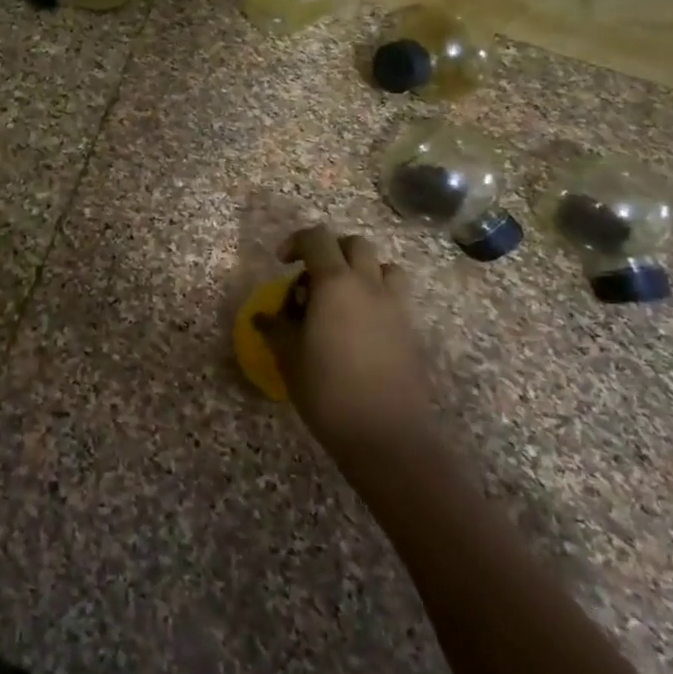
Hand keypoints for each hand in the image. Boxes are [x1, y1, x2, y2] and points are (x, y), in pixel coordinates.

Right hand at [256, 225, 434, 454]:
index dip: (296, 241)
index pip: (317, 238)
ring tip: (343, 297)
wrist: (386, 435)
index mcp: (335, 284)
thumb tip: (262, 317)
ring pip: (384, 266)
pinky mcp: (411, 331)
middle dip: (331, 250)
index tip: (282, 263)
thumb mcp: (289, 357)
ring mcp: (396, 307)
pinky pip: (396, 297)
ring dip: (362, 270)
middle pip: (355, 244)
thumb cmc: (328, 391)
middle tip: (312, 277)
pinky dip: (377, 297)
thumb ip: (276, 328)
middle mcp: (369, 285)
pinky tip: (361, 328)